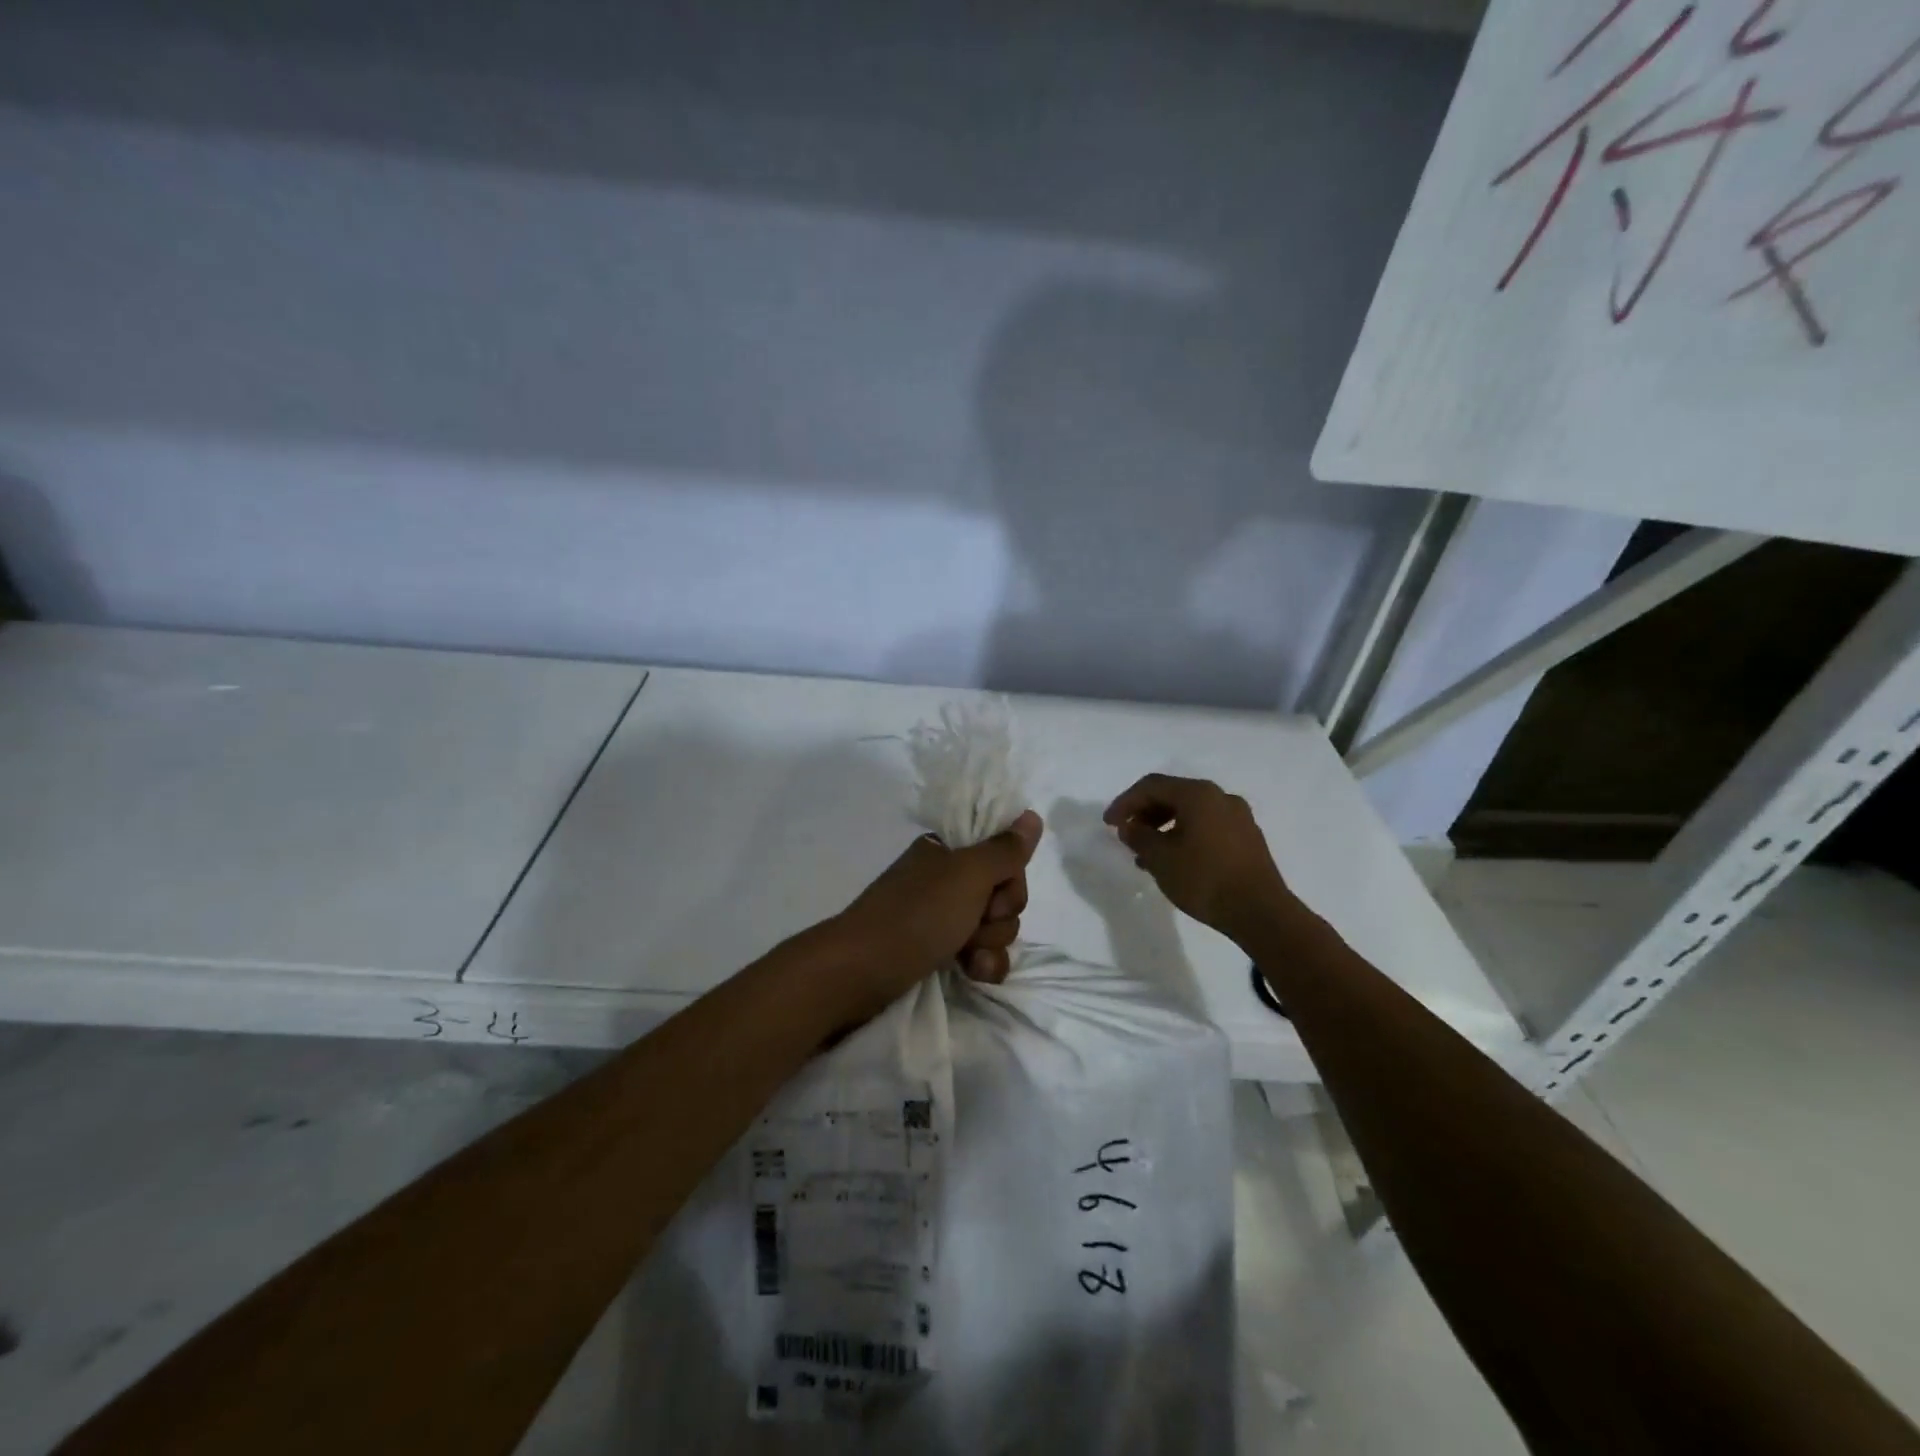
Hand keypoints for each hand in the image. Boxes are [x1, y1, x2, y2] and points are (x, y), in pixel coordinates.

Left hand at [832, 810, 1043, 1005]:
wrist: (861, 972)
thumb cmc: (917, 914)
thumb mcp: (968, 874)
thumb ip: (1006, 849)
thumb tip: (1032, 816)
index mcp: (949, 850)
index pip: (1003, 853)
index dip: (1009, 876)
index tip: (995, 888)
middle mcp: (947, 879)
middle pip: (1004, 892)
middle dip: (1000, 913)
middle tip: (976, 921)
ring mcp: (943, 917)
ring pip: (996, 926)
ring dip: (990, 943)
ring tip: (967, 954)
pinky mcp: (940, 952)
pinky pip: (982, 954)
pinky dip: (983, 964)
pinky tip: (972, 973)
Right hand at [1103, 775, 1291, 939]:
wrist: (1260, 912)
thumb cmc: (1204, 879)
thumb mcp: (1160, 858)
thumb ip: (1138, 837)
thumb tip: (1129, 827)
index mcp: (1198, 794)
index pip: (1152, 786)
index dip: (1125, 802)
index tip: (1108, 824)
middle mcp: (1220, 797)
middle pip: (1173, 795)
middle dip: (1145, 813)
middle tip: (1126, 835)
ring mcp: (1238, 816)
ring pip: (1191, 812)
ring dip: (1163, 826)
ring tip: (1146, 853)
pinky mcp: (1247, 837)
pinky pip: (1207, 826)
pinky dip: (1185, 835)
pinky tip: (1174, 860)